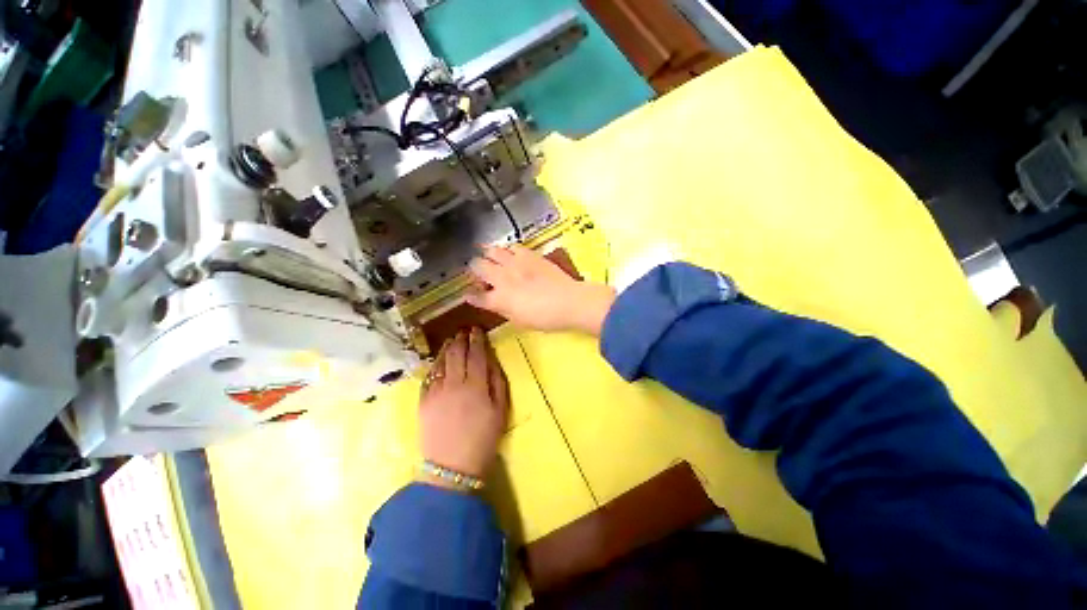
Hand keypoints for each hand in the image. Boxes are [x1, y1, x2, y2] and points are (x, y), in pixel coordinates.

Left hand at [419, 328, 509, 487]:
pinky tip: (439, 361)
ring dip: (447, 348)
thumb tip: (491, 361)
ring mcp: (436, 391)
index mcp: (476, 386)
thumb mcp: (501, 410)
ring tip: (451, 340)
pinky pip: (429, 376)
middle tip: (464, 331)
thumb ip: (498, 382)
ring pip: (441, 361)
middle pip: (457, 353)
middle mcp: (455, 383)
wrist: (452, 467)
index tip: (477, 329)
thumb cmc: (484, 439)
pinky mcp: (423, 401)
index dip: (477, 339)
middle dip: (461, 339)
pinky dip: (435, 364)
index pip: (477, 354)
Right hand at [467, 245, 616, 335]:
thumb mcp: (519, 321)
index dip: (470, 296)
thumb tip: (494, 302)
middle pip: (477, 266)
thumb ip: (503, 309)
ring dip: (488, 255)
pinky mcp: (529, 255)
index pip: (476, 296)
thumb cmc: (544, 317)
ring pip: (492, 251)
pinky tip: (512, 253)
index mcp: (499, 298)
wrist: (568, 301)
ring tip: (491, 257)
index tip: (468, 295)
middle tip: (481, 273)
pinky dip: (508, 250)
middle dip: (475, 269)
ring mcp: (515, 263)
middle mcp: (502, 278)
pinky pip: (513, 246)